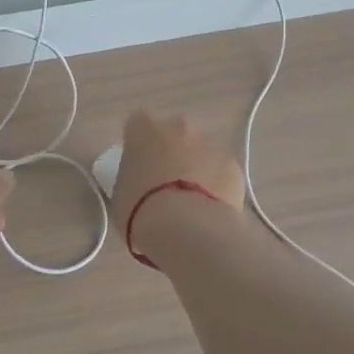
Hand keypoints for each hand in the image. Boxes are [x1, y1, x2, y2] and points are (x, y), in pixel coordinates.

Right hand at [110, 111, 245, 231]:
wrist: (187, 228)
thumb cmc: (141, 209)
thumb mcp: (120, 191)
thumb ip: (131, 175)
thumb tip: (141, 178)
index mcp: (144, 128)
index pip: (138, 125)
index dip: (139, 145)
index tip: (138, 166)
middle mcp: (178, 126)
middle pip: (174, 133)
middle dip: (171, 151)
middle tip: (165, 183)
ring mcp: (210, 143)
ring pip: (201, 150)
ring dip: (196, 167)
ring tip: (191, 201)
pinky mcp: (233, 165)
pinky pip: (221, 171)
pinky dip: (217, 184)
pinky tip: (210, 208)